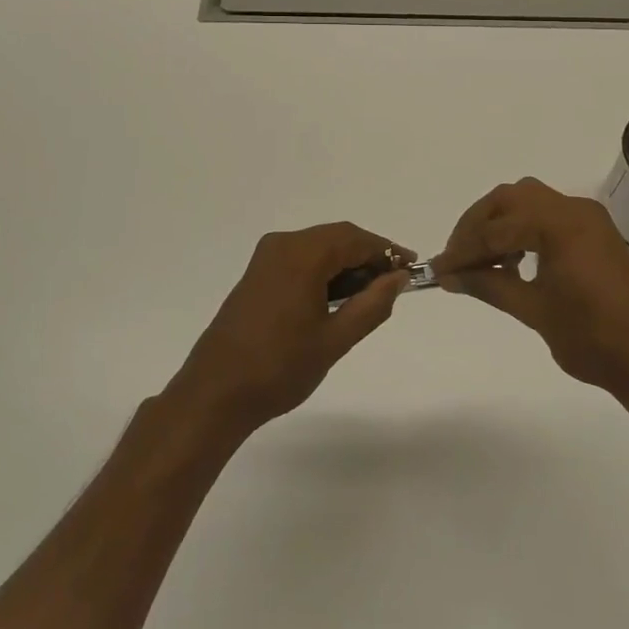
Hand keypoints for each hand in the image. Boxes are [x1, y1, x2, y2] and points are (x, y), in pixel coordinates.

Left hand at [169, 223, 409, 435]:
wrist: (216, 391)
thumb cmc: (280, 367)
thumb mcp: (335, 340)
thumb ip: (372, 304)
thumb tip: (397, 278)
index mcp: (302, 255)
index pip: (355, 239)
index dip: (386, 251)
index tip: (412, 268)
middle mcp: (283, 244)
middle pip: (336, 237)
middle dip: (367, 256)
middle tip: (394, 284)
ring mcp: (266, 257)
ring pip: (318, 247)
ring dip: (346, 264)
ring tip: (369, 296)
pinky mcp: (258, 273)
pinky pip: (301, 258)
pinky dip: (324, 270)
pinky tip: (337, 298)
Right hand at [433, 178, 628, 397]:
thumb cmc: (593, 338)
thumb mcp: (534, 310)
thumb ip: (489, 285)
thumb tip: (450, 276)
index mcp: (558, 224)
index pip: (496, 229)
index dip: (462, 250)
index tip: (437, 270)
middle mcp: (573, 209)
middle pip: (510, 199)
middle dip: (478, 225)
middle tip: (457, 258)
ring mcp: (588, 218)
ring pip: (529, 201)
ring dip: (500, 223)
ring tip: (481, 260)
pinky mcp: (596, 232)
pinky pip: (548, 215)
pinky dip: (523, 228)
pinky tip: (513, 261)